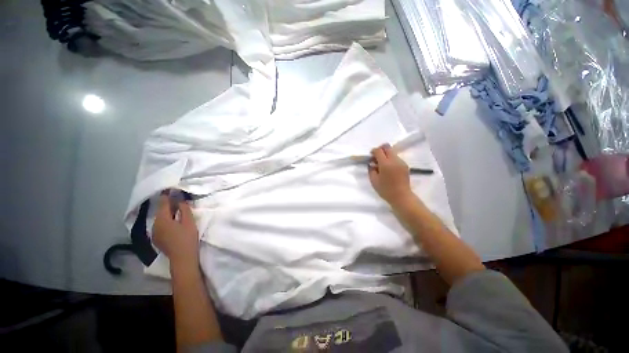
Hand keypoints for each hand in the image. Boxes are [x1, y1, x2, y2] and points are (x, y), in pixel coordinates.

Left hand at [153, 194, 199, 269]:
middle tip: (178, 198)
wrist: (182, 258)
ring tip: (177, 209)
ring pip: (160, 218)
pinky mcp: (157, 238)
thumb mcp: (189, 222)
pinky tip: (173, 222)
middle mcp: (154, 225)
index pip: (162, 203)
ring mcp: (154, 233)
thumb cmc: (187, 238)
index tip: (171, 188)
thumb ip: (184, 209)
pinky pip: (160, 225)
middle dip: (168, 204)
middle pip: (160, 210)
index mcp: (162, 219)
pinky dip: (166, 220)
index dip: (167, 195)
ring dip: (167, 212)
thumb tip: (180, 199)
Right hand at [368, 144, 412, 206]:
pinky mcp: (405, 165)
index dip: (373, 151)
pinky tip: (389, 168)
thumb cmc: (385, 190)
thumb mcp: (373, 181)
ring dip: (386, 155)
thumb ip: (371, 170)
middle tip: (376, 157)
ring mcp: (401, 162)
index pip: (378, 151)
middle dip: (380, 149)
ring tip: (382, 164)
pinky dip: (391, 159)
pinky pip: (396, 158)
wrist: (401, 196)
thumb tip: (372, 164)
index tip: (370, 156)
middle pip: (387, 147)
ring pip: (392, 152)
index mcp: (385, 164)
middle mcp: (394, 160)